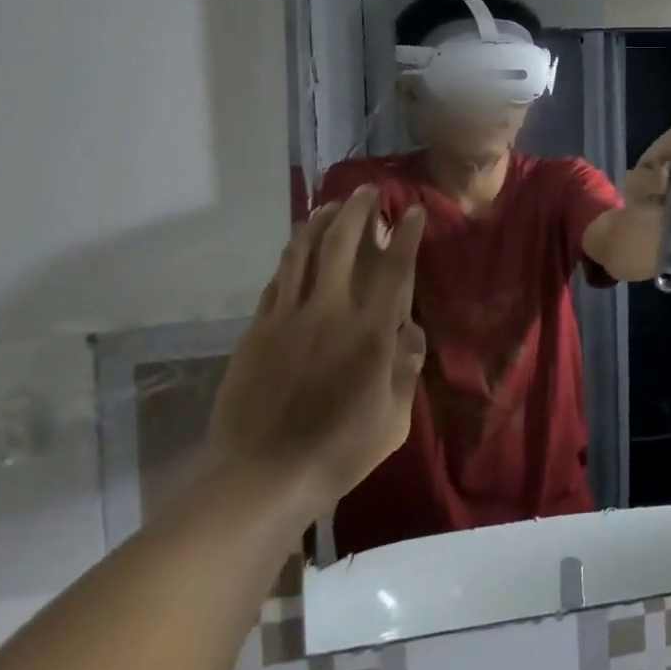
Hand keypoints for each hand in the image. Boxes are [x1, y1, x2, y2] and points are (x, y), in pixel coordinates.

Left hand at [207, 189, 426, 516]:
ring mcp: (287, 318)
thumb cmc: (339, 451)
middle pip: (343, 244)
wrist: (261, 478)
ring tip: (331, 205)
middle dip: (359, 210)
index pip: (395, 268)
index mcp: (371, 332)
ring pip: (303, 253)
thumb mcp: (394, 419)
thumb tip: (410, 332)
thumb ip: (406, 369)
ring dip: (320, 222)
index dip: (407, 234)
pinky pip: (277, 281)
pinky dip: (291, 257)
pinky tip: (298, 249)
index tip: (413, 211)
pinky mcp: (257, 331)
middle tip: (369, 191)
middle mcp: (330, 312)